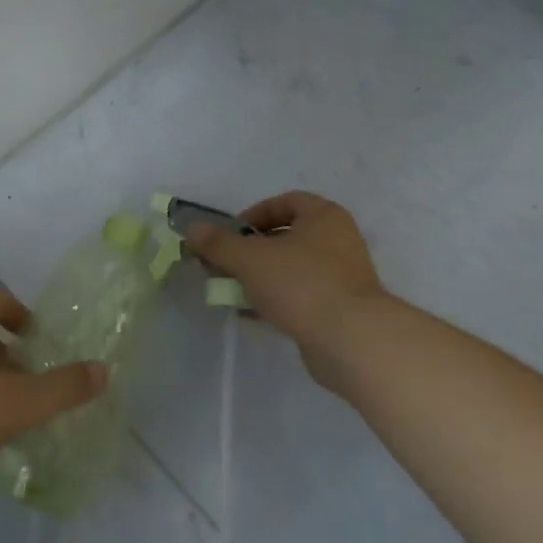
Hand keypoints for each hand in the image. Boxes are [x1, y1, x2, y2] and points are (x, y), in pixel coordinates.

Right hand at [184, 191, 387, 373]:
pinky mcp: (338, 309)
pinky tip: (250, 314)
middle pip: (285, 237)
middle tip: (223, 265)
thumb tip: (192, 229)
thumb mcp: (249, 259)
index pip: (285, 202)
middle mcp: (338, 241)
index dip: (254, 214)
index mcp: (324, 217)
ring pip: (290, 269)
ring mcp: (341, 277)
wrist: (351, 340)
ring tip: (230, 291)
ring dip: (258, 278)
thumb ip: (218, 243)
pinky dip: (274, 301)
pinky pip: (299, 296)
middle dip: (249, 251)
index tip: (231, 235)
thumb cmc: (300, 284)